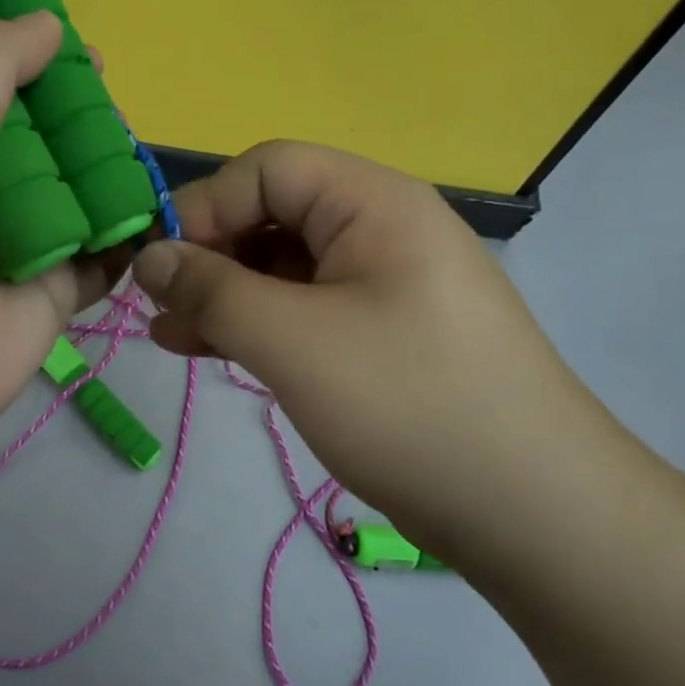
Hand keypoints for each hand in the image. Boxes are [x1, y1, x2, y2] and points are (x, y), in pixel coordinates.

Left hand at [0, 13, 117, 472]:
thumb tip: (45, 21)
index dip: (19, 49)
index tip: (68, 34)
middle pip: (36, 130)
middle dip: (74, 111)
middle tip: (111, 97)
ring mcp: (13, 238)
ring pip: (75, 187)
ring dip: (107, 169)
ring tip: (137, 150)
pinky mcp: (51, 289)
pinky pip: (101, 252)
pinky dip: (127, 235)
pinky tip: (154, 214)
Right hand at [130, 141, 622, 552]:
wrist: (536, 515)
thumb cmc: (409, 405)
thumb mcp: (292, 341)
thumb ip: (211, 290)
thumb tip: (149, 257)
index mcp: (372, 203)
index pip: (266, 170)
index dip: (203, 208)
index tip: (157, 267)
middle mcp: (381, 228)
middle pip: (272, 215)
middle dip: (208, 256)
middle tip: (157, 308)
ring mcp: (384, 283)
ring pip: (283, 267)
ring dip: (224, 295)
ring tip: (171, 337)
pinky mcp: (382, 333)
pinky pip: (304, 309)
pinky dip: (257, 325)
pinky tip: (214, 352)